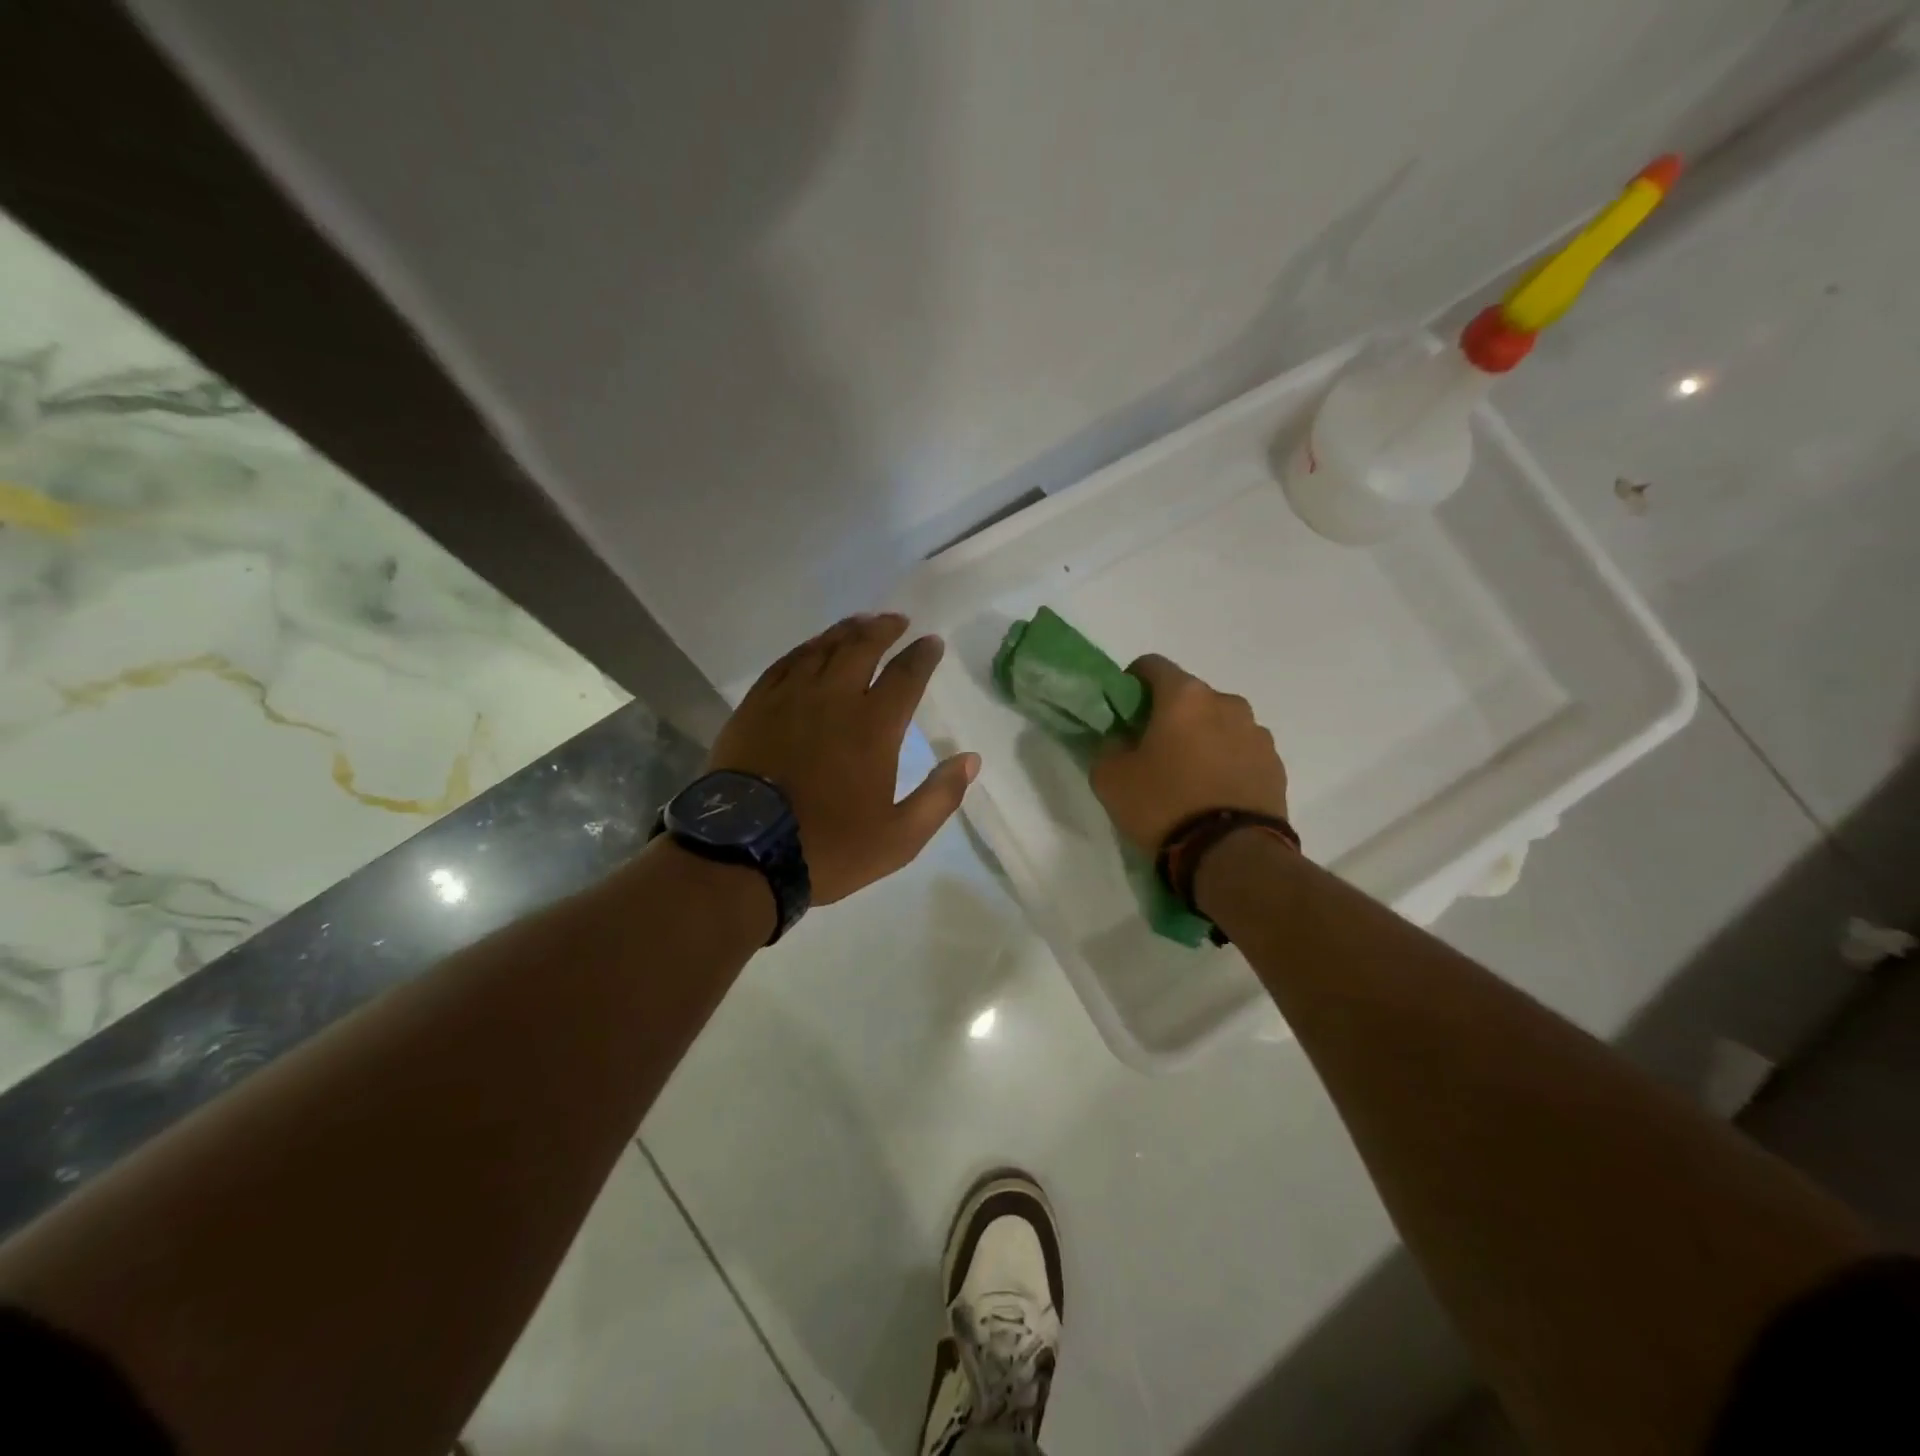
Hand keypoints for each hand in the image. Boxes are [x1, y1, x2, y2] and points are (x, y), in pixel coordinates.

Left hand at [708, 613, 979, 905]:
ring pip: (823, 648)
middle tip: (898, 620)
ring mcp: (790, 697)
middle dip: (884, 629)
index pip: (906, 675)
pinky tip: (813, 647)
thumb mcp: (899, 838)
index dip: (922, 655)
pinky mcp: (756, 705)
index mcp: (874, 727)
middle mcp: (834, 699)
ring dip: (847, 631)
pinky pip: (786, 662)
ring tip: (861, 622)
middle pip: (862, 647)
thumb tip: (971, 759)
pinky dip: (806, 648)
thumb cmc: (829, 847)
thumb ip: (940, 796)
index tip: (931, 643)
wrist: (744, 852)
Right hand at [1090, 654, 1289, 853]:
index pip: (1151, 665)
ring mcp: (1257, 734)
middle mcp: (1227, 703)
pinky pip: (1241, 752)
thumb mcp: (1110, 778)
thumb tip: (1120, 739)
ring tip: (1188, 778)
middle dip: (1169, 716)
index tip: (1123, 714)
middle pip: (1189, 697)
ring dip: (1202, 739)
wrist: (1232, 856)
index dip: (1131, 684)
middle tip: (1152, 752)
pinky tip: (1213, 795)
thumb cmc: (1163, 805)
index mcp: (1185, 696)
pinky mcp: (1276, 765)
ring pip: (1219, 724)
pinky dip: (1226, 763)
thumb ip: (1108, 747)